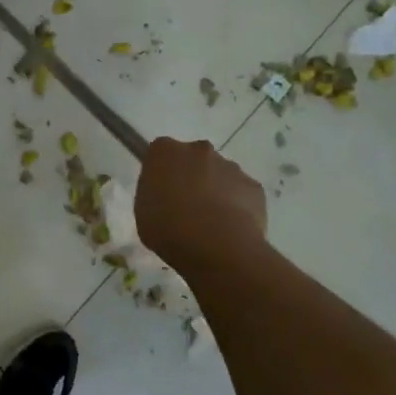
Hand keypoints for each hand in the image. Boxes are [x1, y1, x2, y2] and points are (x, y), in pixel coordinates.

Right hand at [135, 137, 269, 278]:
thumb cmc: (167, 226)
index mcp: (165, 151)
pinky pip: (241, 193)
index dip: (161, 173)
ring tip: (210, 223)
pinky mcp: (253, 186)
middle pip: (193, 159)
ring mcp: (230, 166)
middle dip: (191, 177)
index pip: (160, 153)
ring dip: (214, 191)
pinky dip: (236, 206)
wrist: (215, 244)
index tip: (160, 193)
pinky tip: (229, 228)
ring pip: (219, 175)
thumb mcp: (142, 211)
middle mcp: (198, 150)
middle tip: (185, 207)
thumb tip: (167, 195)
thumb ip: (154, 194)